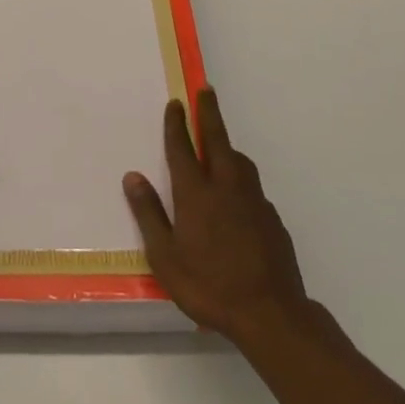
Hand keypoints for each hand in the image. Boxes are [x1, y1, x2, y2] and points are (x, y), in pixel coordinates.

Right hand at [124, 88, 313, 344]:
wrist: (270, 313)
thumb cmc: (208, 285)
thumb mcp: (166, 256)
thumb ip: (149, 214)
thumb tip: (132, 176)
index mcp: (196, 193)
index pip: (182, 148)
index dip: (176, 124)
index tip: (176, 103)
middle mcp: (225, 187)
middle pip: (216, 140)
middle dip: (209, 113)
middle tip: (206, 90)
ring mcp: (253, 201)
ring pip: (240, 161)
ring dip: (228, 145)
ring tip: (221, 143)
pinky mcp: (272, 218)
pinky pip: (253, 187)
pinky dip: (242, 178)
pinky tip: (239, 197)